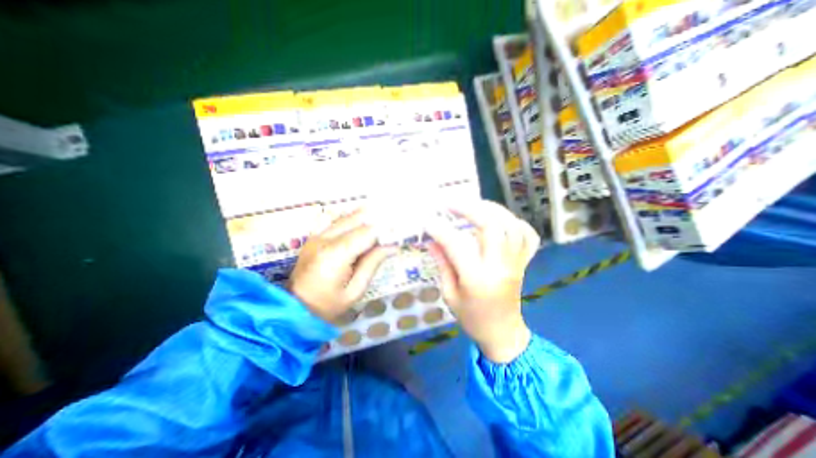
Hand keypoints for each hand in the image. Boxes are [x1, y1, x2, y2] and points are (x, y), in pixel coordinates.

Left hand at [287, 209, 396, 321]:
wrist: (294, 309)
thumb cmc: (328, 305)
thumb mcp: (355, 290)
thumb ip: (373, 263)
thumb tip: (392, 246)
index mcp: (335, 255)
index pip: (366, 233)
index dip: (384, 230)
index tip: (398, 231)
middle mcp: (325, 239)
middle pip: (356, 219)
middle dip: (376, 219)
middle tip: (392, 222)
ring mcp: (317, 236)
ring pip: (345, 217)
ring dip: (364, 216)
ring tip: (381, 218)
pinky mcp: (313, 237)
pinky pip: (334, 221)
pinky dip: (350, 219)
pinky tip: (361, 220)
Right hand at [425, 202, 540, 362]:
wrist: (503, 333)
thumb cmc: (472, 318)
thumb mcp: (449, 295)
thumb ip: (442, 264)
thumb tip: (431, 241)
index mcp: (477, 279)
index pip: (457, 245)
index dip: (440, 229)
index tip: (428, 220)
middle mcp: (500, 266)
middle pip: (491, 226)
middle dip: (469, 209)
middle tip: (451, 204)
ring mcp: (516, 263)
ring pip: (511, 225)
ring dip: (492, 210)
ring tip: (474, 205)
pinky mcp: (524, 263)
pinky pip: (528, 236)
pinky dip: (515, 222)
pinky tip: (500, 220)